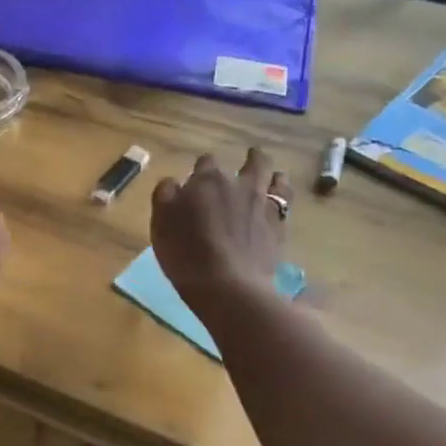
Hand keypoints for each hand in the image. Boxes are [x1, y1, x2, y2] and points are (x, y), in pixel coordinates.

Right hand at [150, 148, 291, 325]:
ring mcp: (263, 203)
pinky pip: (285, 199)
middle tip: (244, 162)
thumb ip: (165, 196)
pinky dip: (282, 193)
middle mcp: (238, 184)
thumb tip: (173, 182)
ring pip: (273, 176)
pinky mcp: (279, 225)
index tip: (197, 180)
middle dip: (246, 160)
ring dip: (270, 172)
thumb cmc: (185, 253)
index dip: (202, 169)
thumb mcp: (160, 224)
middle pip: (249, 162)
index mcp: (206, 181)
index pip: (206, 162)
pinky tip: (279, 197)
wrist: (228, 285)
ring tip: (269, 174)